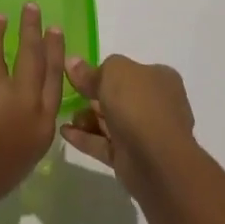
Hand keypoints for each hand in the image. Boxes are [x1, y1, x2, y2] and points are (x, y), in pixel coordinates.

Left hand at [0, 3, 65, 223]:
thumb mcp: (22, 159)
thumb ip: (28, 127)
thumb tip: (22, 106)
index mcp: (41, 124)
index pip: (54, 80)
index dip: (55, 53)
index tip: (55, 31)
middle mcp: (22, 98)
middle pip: (32, 55)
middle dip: (33, 29)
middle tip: (32, 8)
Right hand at [61, 54, 196, 198]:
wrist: (156, 161)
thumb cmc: (138, 104)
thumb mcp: (112, 72)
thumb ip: (91, 70)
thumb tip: (72, 63)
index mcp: (160, 79)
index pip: (129, 71)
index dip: (105, 71)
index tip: (80, 74)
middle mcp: (156, 105)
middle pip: (119, 96)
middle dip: (92, 96)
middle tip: (69, 94)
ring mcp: (146, 134)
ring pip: (111, 122)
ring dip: (87, 118)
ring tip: (66, 115)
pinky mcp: (132, 159)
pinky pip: (105, 144)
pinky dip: (86, 137)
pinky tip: (64, 132)